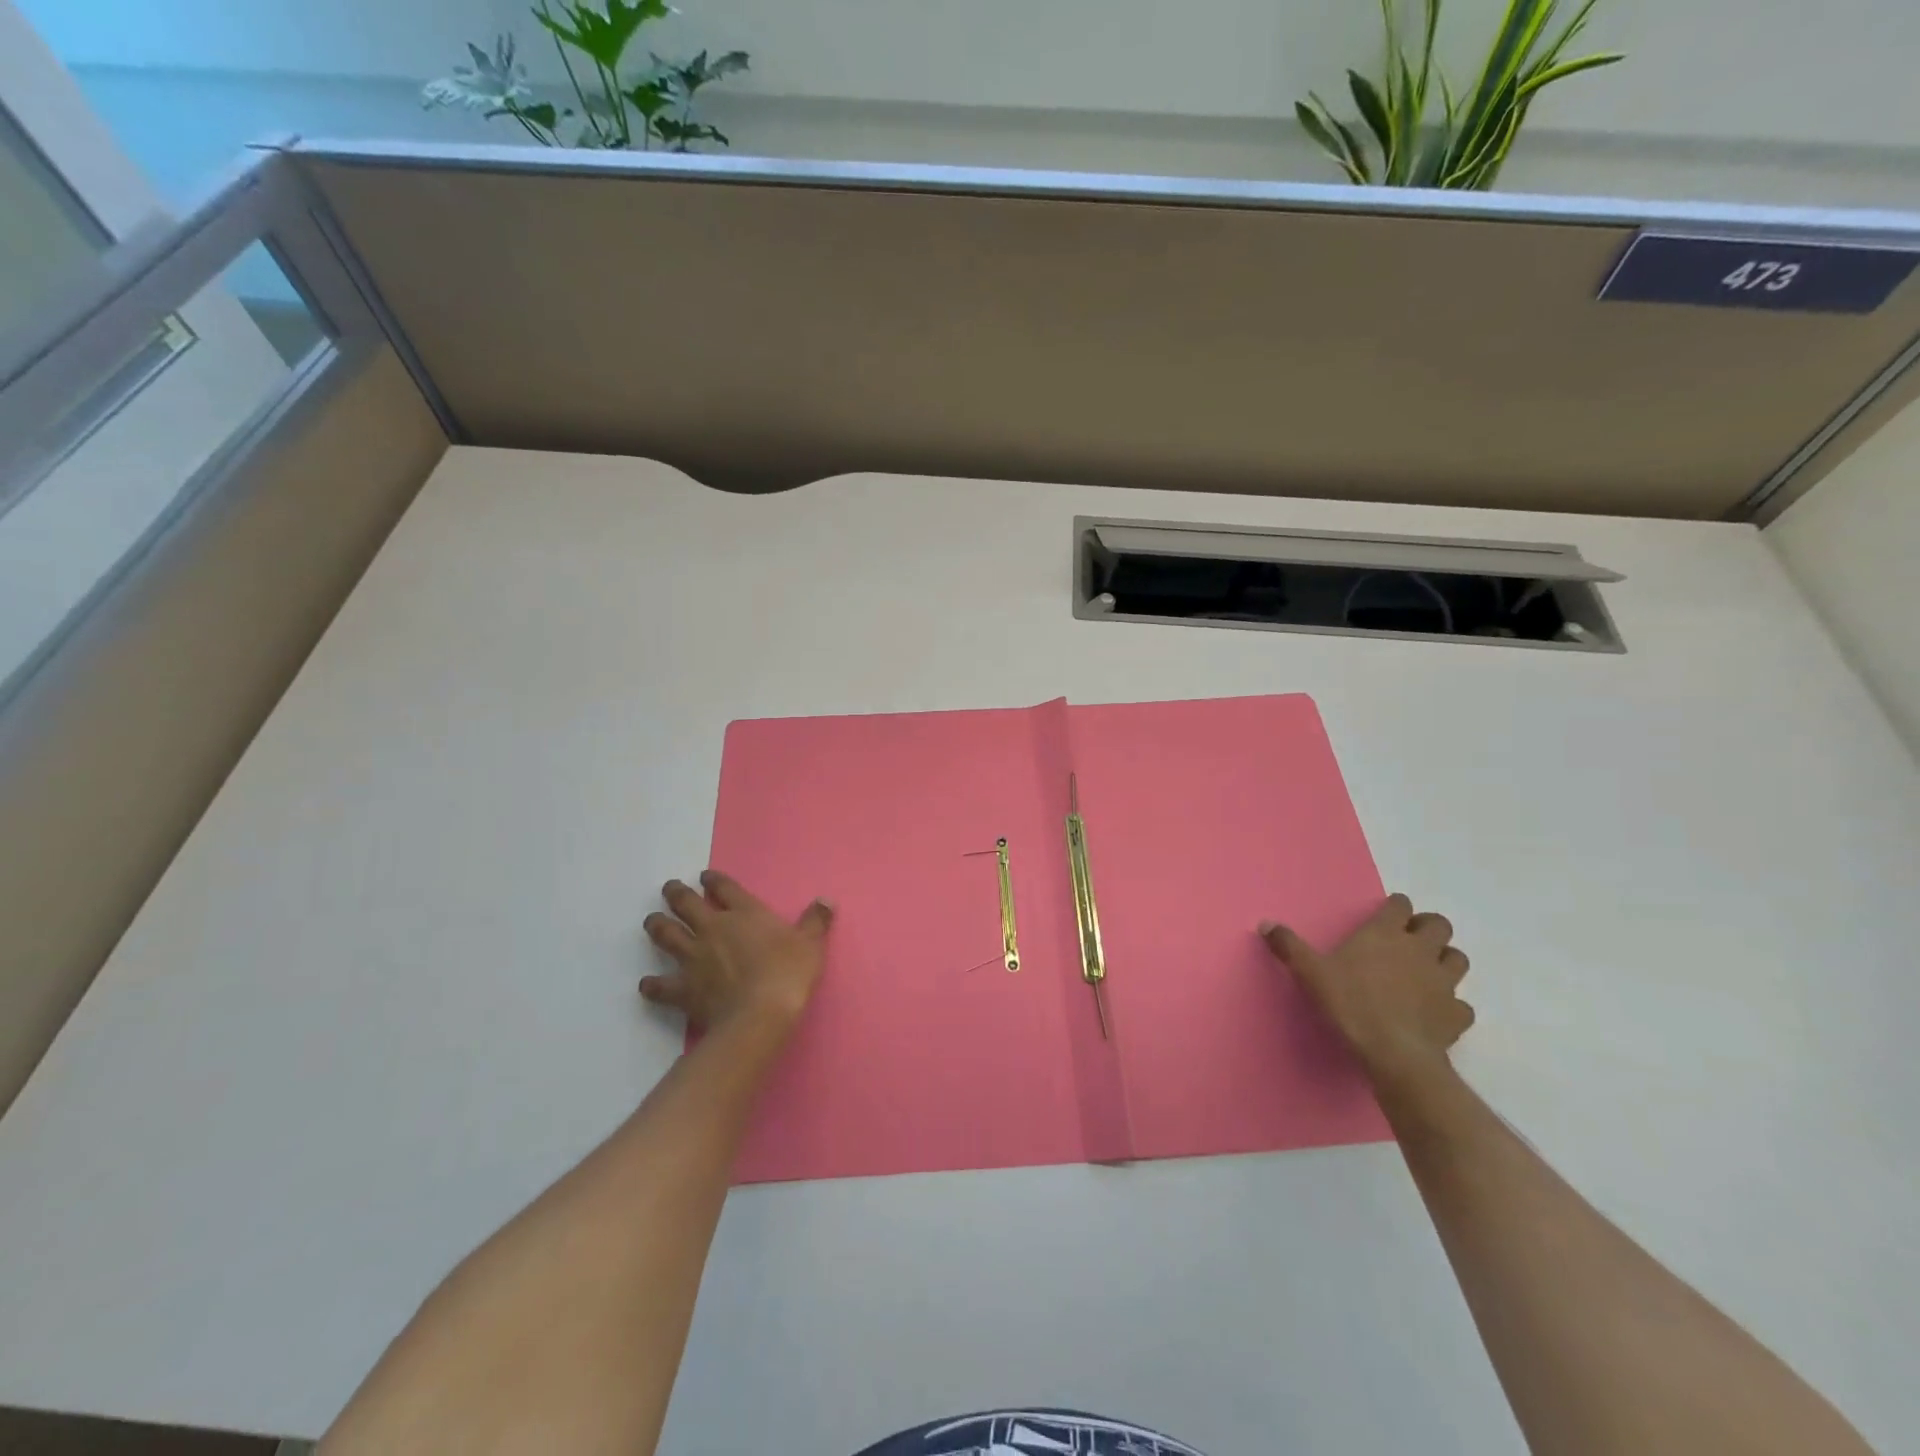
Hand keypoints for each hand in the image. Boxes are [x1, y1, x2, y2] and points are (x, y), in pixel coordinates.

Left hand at [640, 871, 832, 1032]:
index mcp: (744, 913)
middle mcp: (713, 929)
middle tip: (669, 888)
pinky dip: (652, 984)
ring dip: (657, 926)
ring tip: (651, 921)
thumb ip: (816, 921)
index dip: (713, 880)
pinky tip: (647, 984)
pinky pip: (660, 985)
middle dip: (676, 894)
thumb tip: (826, 900)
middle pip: (686, 904)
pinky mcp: (683, 988)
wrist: (760, 1014)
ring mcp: (694, 958)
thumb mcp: (811, 943)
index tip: (705, 876)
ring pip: (666, 935)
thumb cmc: (789, 973)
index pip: (724, 888)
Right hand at [1261, 893, 1472, 1089]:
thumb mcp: (1310, 972)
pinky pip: (1461, 1004)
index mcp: (1385, 934)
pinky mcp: (1456, 1014)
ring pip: (1458, 959)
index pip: (1400, 905)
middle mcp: (1419, 950)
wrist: (1393, 1053)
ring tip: (1427, 971)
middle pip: (1439, 925)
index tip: (1386, 914)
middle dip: (1428, 928)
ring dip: (1445, 960)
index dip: (1395, 907)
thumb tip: (1265, 923)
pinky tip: (1436, 1012)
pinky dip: (1452, 1004)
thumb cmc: (1350, 1003)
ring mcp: (1443, 982)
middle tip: (1409, 940)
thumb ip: (1288, 946)